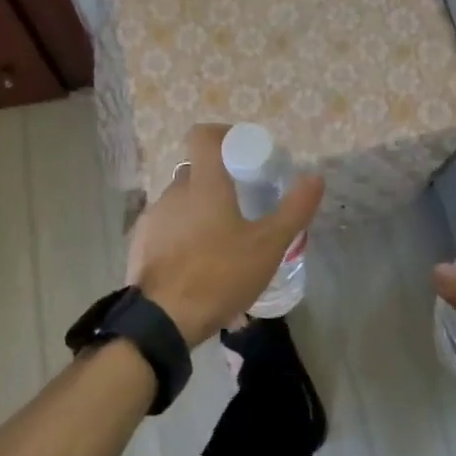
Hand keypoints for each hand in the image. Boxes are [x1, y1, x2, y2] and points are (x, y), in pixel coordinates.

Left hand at [126, 124, 323, 347]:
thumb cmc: (219, 274)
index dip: (222, 135)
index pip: (203, 135)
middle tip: (243, 205)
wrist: (162, 320)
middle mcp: (174, 191)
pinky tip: (198, 264)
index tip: (242, 152)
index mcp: (203, 182)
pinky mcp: (140, 243)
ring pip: (181, 201)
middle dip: (218, 181)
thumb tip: (315, 177)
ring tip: (223, 242)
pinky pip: (167, 227)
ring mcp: (153, 217)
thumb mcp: (268, 245)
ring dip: (200, 211)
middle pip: (196, 171)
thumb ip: (294, 209)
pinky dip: (182, 235)